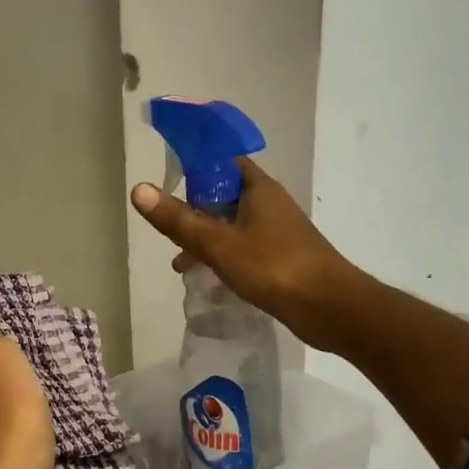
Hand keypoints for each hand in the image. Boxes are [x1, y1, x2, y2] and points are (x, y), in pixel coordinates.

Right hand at [130, 158, 365, 352]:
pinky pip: (243, 247)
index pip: (220, 160)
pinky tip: (208, 279)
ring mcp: (277, 231)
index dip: (192, 165)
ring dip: (205, 238)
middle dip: (193, 209)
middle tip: (168, 229)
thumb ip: (178, 220)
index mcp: (257, 188)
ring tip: (180, 262)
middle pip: (222, 194)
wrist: (330, 307)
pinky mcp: (281, 257)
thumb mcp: (218, 244)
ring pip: (231, 224)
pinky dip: (223, 256)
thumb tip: (138, 189)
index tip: (166, 181)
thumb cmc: (274, 267)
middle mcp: (268, 203)